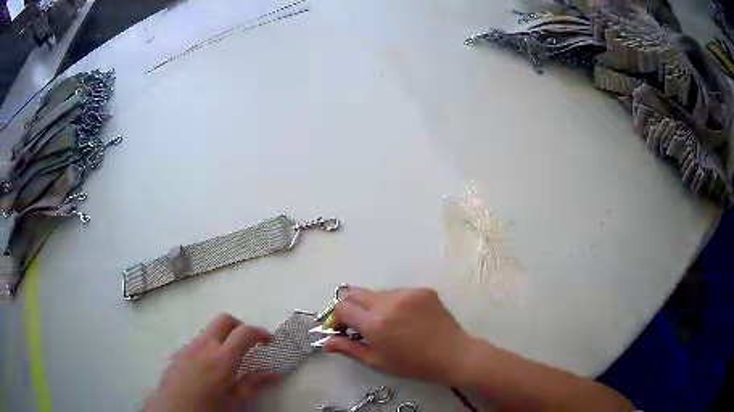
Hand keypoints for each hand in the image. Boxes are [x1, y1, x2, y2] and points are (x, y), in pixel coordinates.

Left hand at [144, 314, 278, 411]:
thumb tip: (273, 375)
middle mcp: (204, 346)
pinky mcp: (179, 352)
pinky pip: (198, 341)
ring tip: (231, 358)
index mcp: (221, 358)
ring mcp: (189, 347)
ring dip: (224, 336)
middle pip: (224, 320)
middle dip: (240, 326)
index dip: (260, 332)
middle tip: (249, 343)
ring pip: (210, 330)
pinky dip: (210, 345)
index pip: (244, 332)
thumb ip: (253, 384)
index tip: (269, 340)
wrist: (173, 410)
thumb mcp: (235, 401)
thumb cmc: (208, 409)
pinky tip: (211, 366)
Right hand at [324, 288, 473, 384]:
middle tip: (360, 324)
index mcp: (375, 323)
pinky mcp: (422, 290)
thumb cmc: (413, 364)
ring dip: (375, 306)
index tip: (343, 328)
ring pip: (378, 293)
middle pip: (355, 292)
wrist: (453, 355)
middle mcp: (388, 302)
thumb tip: (326, 341)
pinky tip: (407, 319)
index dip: (337, 318)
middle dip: (351, 306)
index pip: (342, 307)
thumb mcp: (377, 361)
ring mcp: (407, 293)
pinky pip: (399, 293)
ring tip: (390, 324)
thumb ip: (349, 348)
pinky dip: (395, 304)